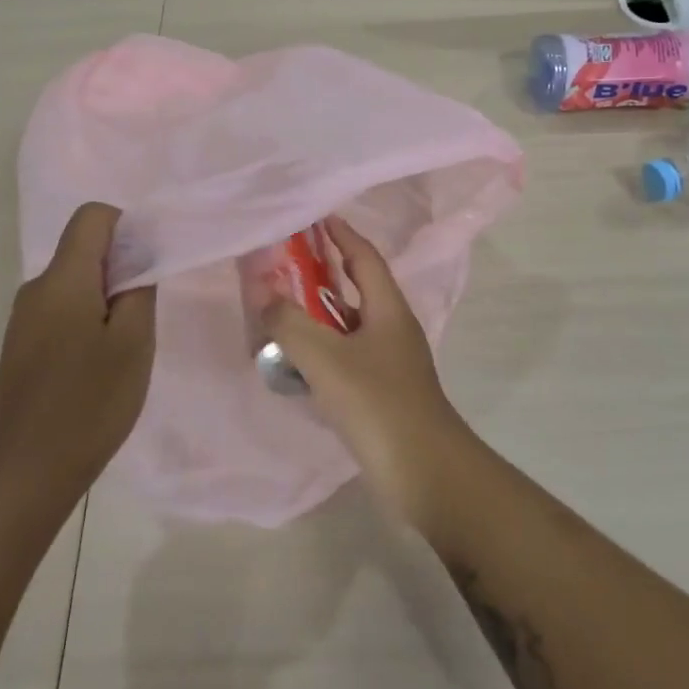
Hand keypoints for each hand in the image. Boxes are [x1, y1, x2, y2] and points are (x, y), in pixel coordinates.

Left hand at [0, 202, 155, 496]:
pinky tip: (96, 369)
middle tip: (142, 317)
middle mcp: (36, 290)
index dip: (126, 228)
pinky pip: (60, 312)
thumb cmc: (89, 402)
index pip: (92, 217)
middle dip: (120, 270)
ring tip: (122, 349)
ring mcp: (23, 321)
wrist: (26, 473)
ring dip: (104, 301)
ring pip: (74, 285)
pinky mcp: (20, 348)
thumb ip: (139, 289)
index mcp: (62, 279)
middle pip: (83, 251)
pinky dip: (86, 323)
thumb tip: (138, 257)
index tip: (147, 268)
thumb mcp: (133, 342)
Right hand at [261, 217, 474, 524]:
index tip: (315, 216)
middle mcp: (392, 327)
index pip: (364, 257)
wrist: (425, 472)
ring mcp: (390, 361)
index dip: (341, 234)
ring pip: (349, 325)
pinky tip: (296, 361)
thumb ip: (290, 325)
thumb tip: (263, 294)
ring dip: (318, 315)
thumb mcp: (327, 360)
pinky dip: (322, 349)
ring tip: (280, 310)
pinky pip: (347, 356)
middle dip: (323, 272)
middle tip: (284, 263)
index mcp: (388, 309)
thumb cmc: (379, 405)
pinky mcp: (382, 391)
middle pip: (356, 287)